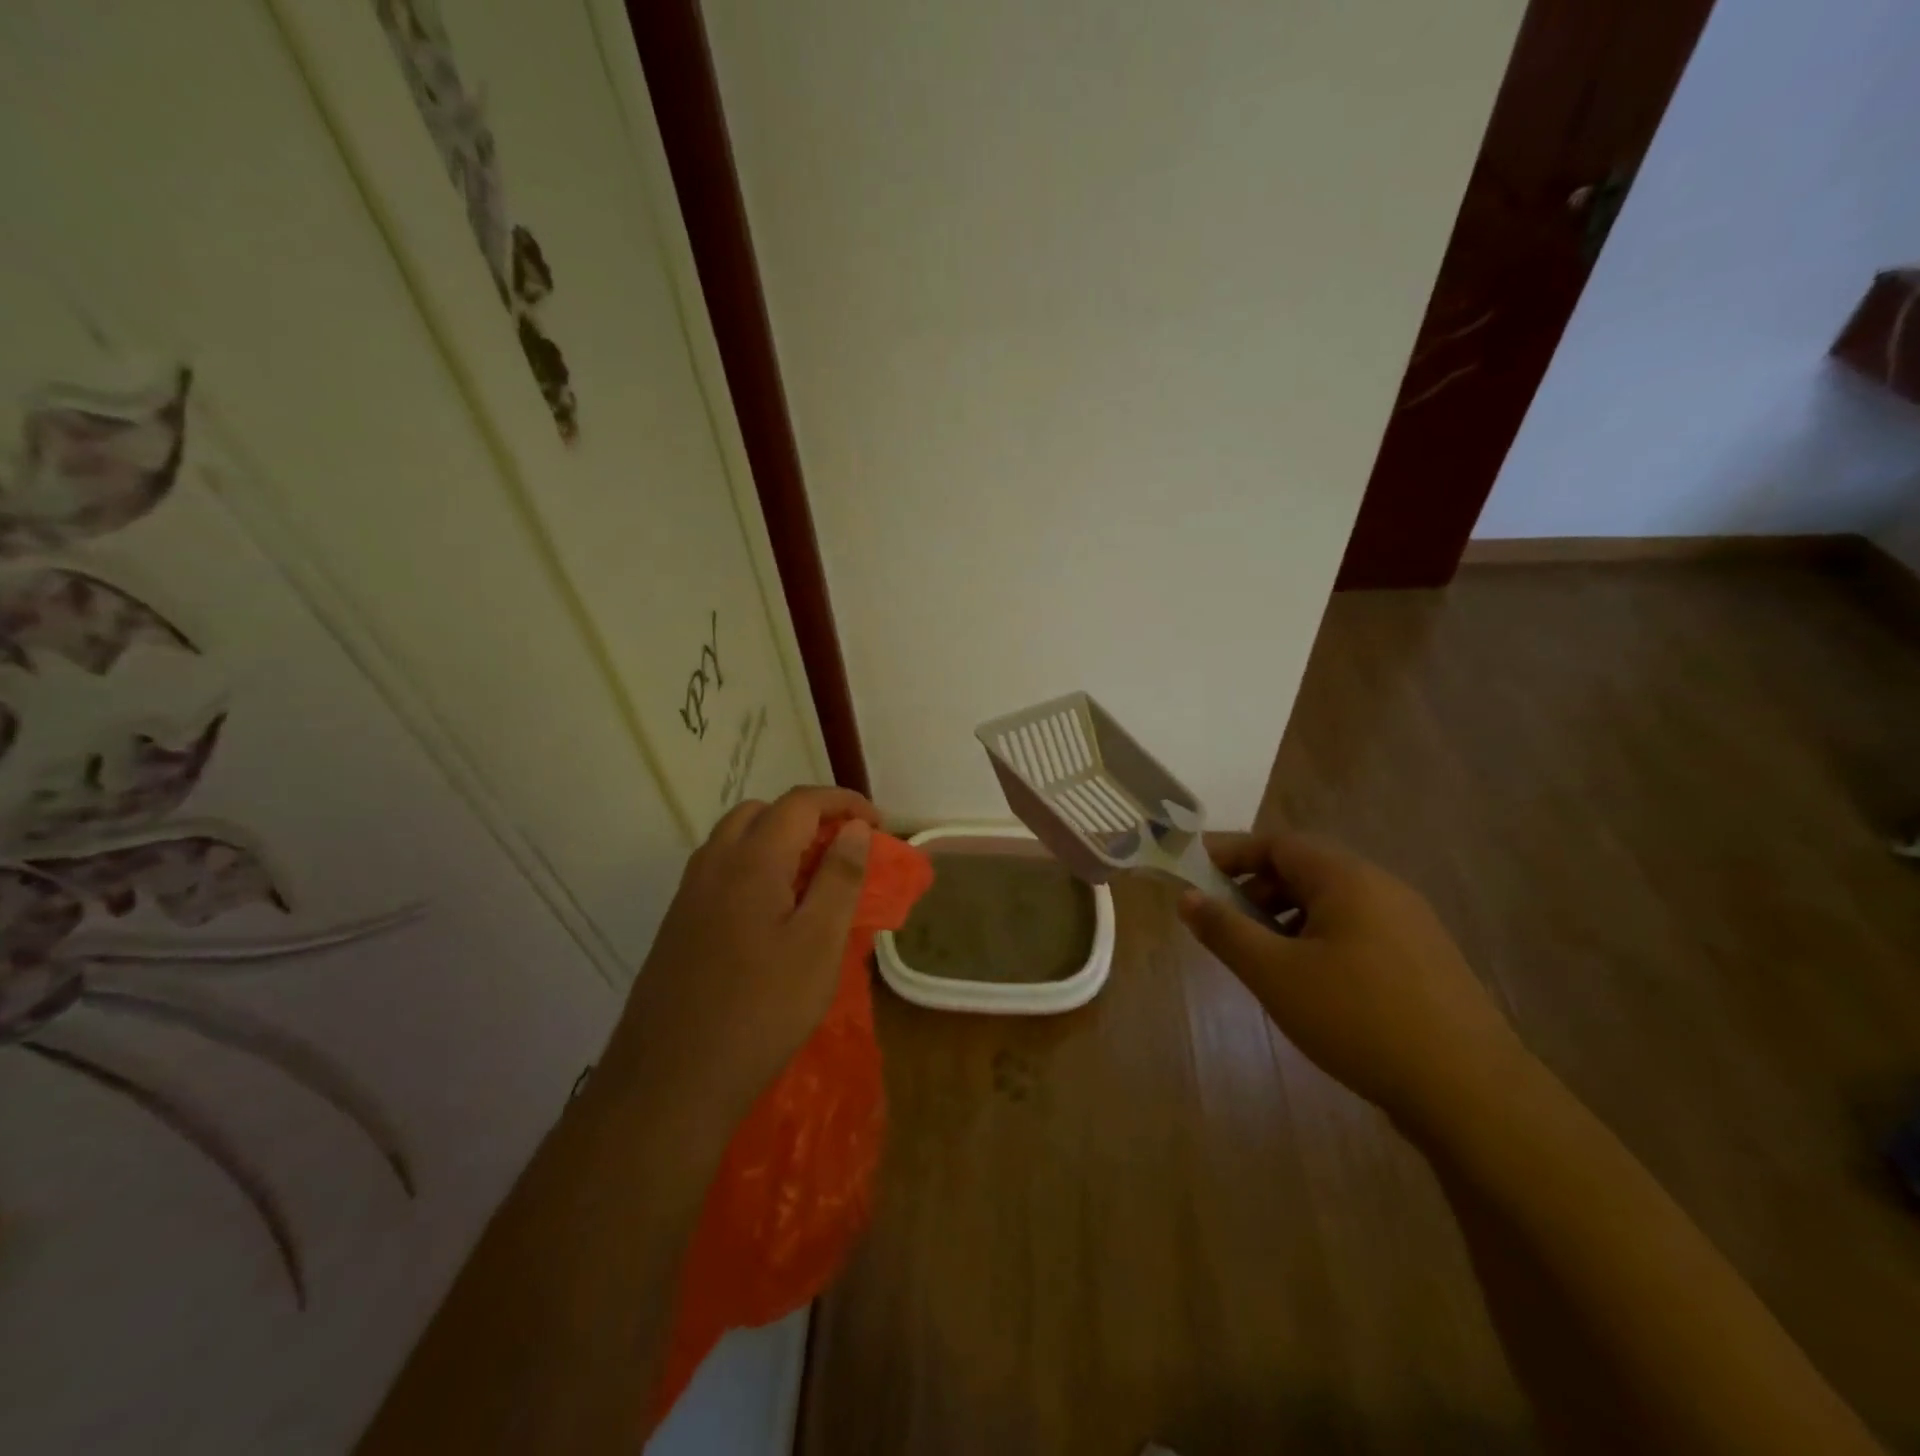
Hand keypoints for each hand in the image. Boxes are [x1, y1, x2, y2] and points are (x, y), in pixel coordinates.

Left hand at [603, 786, 879, 1127]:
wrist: (670, 1082)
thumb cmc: (761, 1011)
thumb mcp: (819, 944)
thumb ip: (840, 877)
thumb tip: (854, 828)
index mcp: (752, 860)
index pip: (800, 802)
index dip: (843, 801)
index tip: (877, 824)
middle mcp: (713, 864)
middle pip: (762, 812)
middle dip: (807, 817)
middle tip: (842, 850)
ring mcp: (688, 895)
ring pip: (735, 840)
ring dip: (777, 840)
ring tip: (812, 879)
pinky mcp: (677, 925)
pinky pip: (720, 872)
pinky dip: (754, 868)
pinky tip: (772, 914)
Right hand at [1178, 831, 1527, 1123]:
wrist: (1472, 1093)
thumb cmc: (1359, 1019)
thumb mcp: (1275, 974)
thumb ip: (1225, 930)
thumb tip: (1187, 897)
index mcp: (1347, 878)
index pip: (1278, 843)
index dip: (1231, 853)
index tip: (1195, 871)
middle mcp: (1382, 888)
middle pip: (1305, 870)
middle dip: (1256, 888)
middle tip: (1222, 920)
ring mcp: (1410, 925)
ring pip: (1331, 903)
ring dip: (1286, 917)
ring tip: (1261, 957)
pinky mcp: (1424, 961)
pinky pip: (1357, 930)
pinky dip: (1318, 939)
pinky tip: (1310, 983)